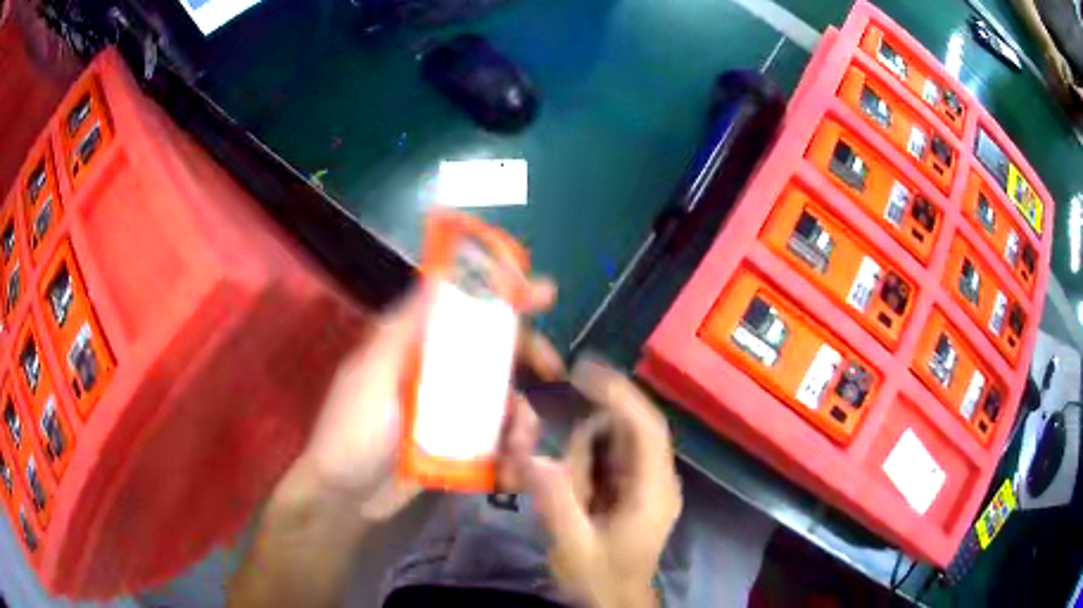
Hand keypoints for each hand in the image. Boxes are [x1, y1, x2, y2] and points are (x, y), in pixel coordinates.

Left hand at [293, 278, 562, 521]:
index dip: (501, 295)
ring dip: (521, 413)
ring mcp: (448, 410)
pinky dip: (511, 445)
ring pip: (501, 396)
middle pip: (491, 350)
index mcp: (413, 344)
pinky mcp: (458, 444)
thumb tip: (440, 273)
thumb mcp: (373, 373)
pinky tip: (512, 464)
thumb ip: (407, 327)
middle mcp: (435, 370)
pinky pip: (496, 435)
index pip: (461, 307)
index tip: (542, 294)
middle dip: (528, 353)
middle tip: (553, 368)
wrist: (345, 498)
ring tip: (521, 439)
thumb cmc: (351, 431)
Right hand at [515, 358, 682, 607]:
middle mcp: (658, 478)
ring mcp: (648, 482)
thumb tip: (535, 457)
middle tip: (559, 461)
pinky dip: (585, 466)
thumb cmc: (599, 578)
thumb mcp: (573, 546)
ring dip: (583, 459)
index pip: (646, 427)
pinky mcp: (636, 487)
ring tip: (571, 501)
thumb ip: (556, 502)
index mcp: (653, 490)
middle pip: (630, 430)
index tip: (582, 370)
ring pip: (615, 444)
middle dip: (588, 437)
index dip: (619, 393)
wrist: (616, 601)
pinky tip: (577, 497)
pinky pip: (609, 459)